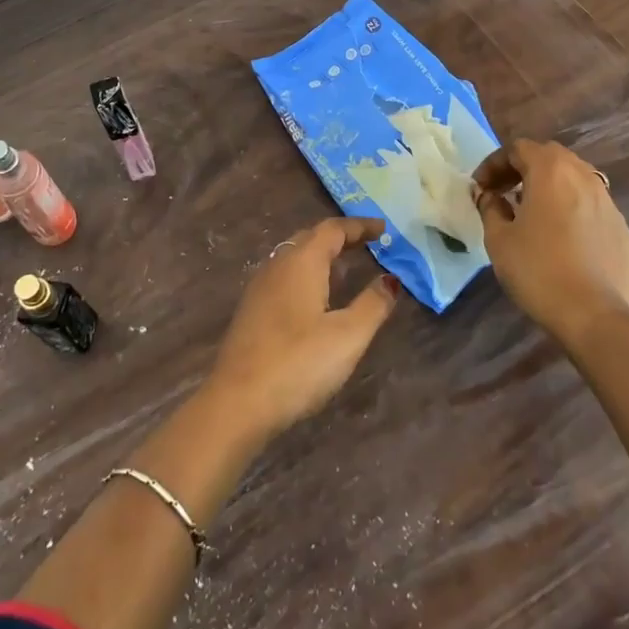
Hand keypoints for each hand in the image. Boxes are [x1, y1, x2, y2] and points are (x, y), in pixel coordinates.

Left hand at [204, 217, 396, 443]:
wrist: (238, 402)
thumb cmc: (298, 363)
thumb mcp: (348, 336)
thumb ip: (372, 304)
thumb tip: (390, 279)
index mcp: (302, 262)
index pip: (332, 229)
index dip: (359, 226)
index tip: (383, 228)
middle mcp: (278, 265)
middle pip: (310, 238)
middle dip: (339, 237)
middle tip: (367, 243)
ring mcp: (260, 288)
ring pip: (294, 257)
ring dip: (320, 255)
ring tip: (345, 266)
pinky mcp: (251, 311)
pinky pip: (284, 277)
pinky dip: (306, 274)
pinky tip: (315, 297)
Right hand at [472, 139, 628, 345]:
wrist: (592, 314)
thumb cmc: (537, 270)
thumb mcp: (498, 238)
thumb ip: (490, 207)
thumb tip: (488, 195)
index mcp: (551, 171)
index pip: (518, 148)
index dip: (493, 164)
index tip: (480, 188)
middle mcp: (583, 176)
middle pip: (550, 156)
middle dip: (522, 168)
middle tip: (503, 192)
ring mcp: (608, 202)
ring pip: (575, 178)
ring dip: (549, 186)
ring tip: (532, 211)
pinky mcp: (622, 228)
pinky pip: (591, 206)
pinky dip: (571, 208)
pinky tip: (561, 236)